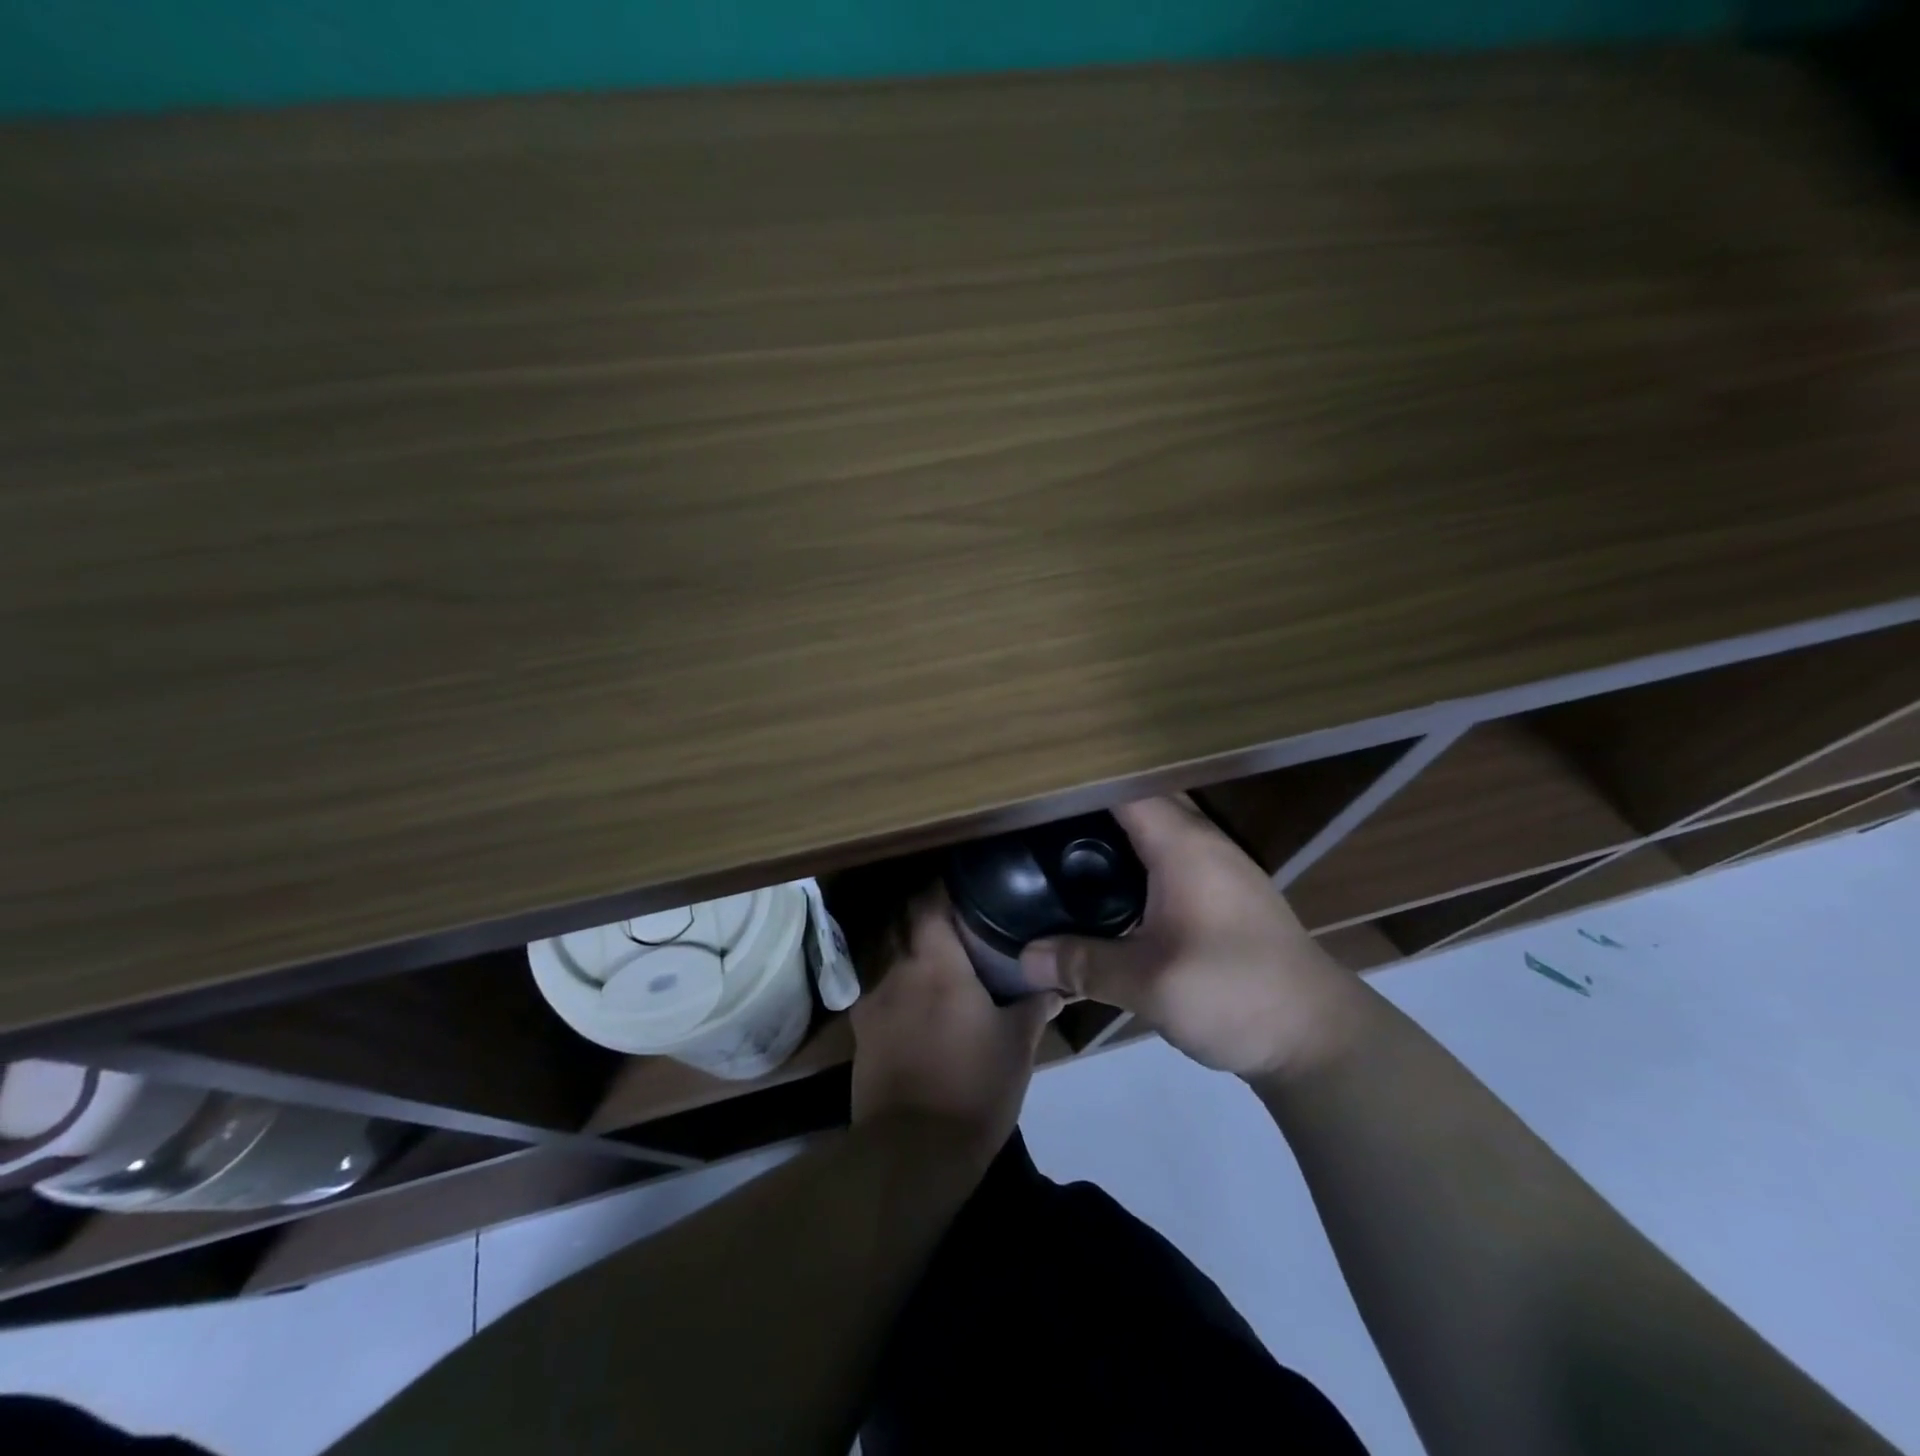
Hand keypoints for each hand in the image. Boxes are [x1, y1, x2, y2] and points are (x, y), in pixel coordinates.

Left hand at [850, 890, 1059, 1164]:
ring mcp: (872, 1000)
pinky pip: (874, 985)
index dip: (942, 887)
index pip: (928, 902)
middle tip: (954, 914)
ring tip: (933, 948)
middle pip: (900, 919)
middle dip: (923, 910)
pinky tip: (911, 992)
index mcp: (936, 963)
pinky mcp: (860, 1030)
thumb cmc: (974, 1088)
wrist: (913, 1152)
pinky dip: (892, 977)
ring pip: (884, 950)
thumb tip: (1058, 985)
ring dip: (904, 942)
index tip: (964, 884)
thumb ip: (1035, 1006)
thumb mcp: (1017, 1046)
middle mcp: (896, 970)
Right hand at [1018, 796, 1364, 1080]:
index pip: (1126, 789)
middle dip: (1092, 807)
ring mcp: (1220, 867)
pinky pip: (1171, 856)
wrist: (1318, 1037)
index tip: (1036, 792)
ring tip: (1065, 849)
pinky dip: (1138, 859)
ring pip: (1159, 830)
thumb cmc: (1234, 993)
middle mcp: (1203, 842)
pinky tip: (1112, 890)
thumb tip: (1024, 959)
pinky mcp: (1226, 895)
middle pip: (1141, 803)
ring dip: (1117, 833)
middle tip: (1039, 823)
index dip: (1080, 785)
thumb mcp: (1149, 984)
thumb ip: (1083, 965)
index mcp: (1184, 845)